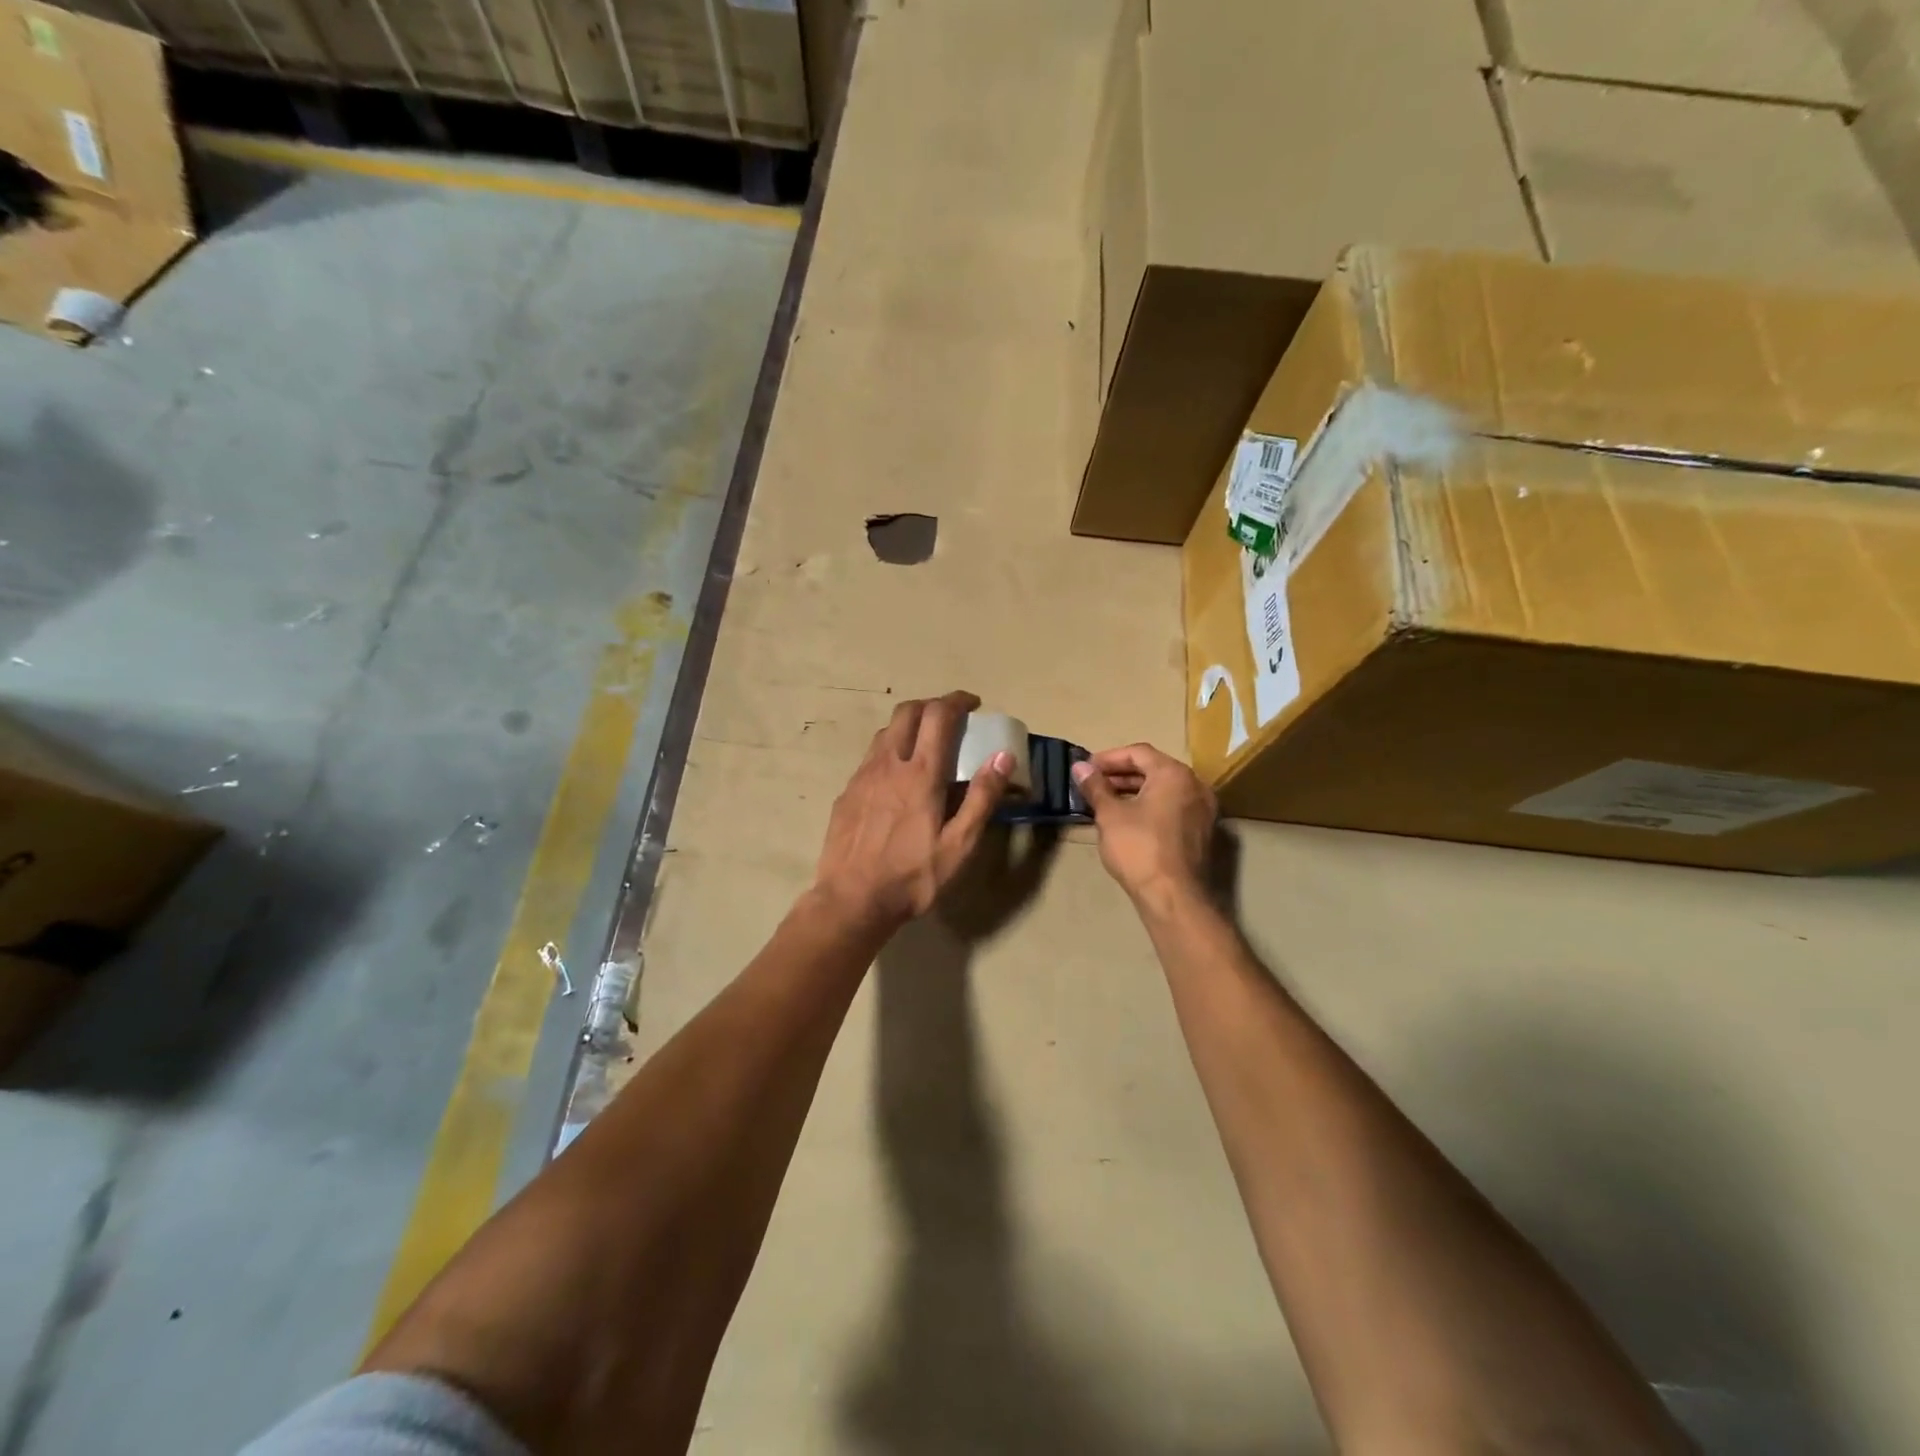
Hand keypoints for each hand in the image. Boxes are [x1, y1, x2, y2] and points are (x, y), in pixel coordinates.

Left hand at [813, 692, 1013, 928]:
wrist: (851, 900)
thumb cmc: (912, 877)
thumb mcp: (959, 845)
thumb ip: (981, 798)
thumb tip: (1003, 756)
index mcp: (920, 774)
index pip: (938, 715)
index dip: (956, 701)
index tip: (972, 703)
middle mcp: (888, 764)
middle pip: (907, 711)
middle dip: (931, 705)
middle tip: (950, 719)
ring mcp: (862, 776)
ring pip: (886, 732)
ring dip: (909, 726)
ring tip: (925, 745)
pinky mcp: (847, 793)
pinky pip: (871, 757)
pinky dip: (890, 751)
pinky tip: (897, 779)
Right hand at [1071, 744, 1216, 909]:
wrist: (1174, 897)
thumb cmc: (1139, 848)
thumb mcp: (1110, 815)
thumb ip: (1095, 786)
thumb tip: (1079, 766)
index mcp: (1174, 774)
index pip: (1138, 752)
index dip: (1109, 758)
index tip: (1086, 768)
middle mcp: (1195, 785)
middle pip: (1154, 769)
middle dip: (1121, 774)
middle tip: (1093, 784)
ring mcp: (1203, 810)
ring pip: (1165, 789)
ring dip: (1135, 791)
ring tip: (1106, 801)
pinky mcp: (1202, 832)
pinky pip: (1173, 807)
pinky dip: (1151, 806)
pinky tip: (1128, 820)